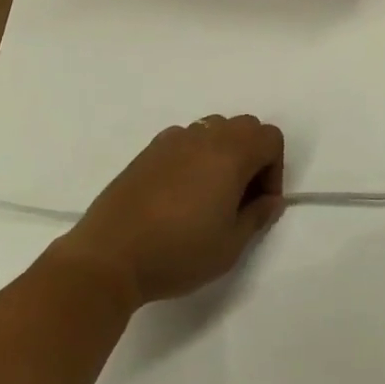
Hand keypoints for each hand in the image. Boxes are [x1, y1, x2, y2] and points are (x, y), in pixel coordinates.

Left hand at [59, 115, 285, 306]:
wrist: (109, 257)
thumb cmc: (178, 252)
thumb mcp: (230, 246)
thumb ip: (257, 216)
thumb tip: (271, 200)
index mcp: (231, 154)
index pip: (270, 138)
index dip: (274, 169)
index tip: (259, 203)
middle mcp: (204, 136)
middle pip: (245, 126)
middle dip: (252, 156)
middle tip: (239, 198)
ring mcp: (173, 140)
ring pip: (213, 129)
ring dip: (223, 153)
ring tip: (209, 194)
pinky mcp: (148, 151)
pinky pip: (184, 139)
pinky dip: (194, 155)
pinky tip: (178, 193)